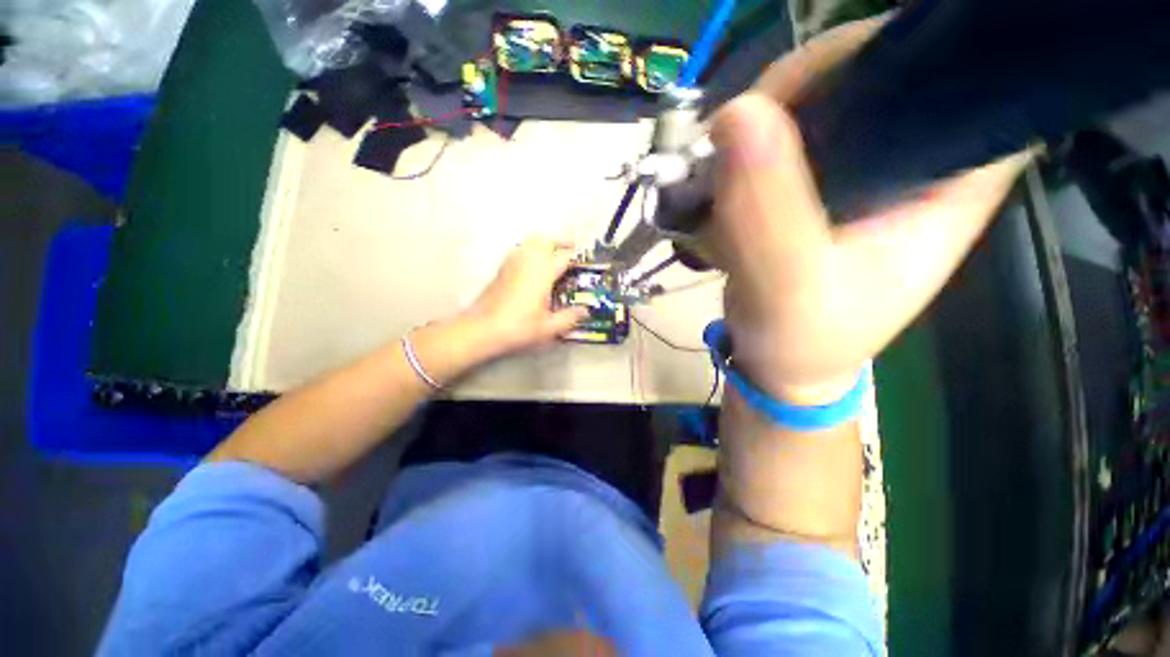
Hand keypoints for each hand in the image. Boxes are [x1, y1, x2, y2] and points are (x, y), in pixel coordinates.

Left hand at [464, 237, 586, 356]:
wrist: (482, 329)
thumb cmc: (518, 328)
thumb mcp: (549, 328)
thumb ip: (569, 318)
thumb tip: (585, 311)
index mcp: (542, 273)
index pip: (564, 256)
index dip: (576, 256)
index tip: (584, 261)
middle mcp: (527, 261)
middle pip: (545, 239)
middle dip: (559, 241)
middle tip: (570, 248)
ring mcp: (512, 263)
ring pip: (529, 242)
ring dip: (543, 243)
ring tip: (553, 254)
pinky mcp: (501, 269)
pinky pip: (519, 250)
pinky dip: (529, 250)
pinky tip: (532, 265)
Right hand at [707, 16, 1031, 404]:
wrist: (784, 363)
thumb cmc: (804, 342)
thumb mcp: (789, 291)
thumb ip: (770, 214)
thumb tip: (736, 116)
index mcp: (956, 172)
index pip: (947, 64)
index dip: (868, 59)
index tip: (794, 100)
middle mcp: (921, 152)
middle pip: (866, 66)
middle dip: (792, 93)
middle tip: (735, 146)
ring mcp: (868, 160)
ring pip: (816, 92)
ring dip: (757, 123)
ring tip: (721, 175)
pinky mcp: (824, 177)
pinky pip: (783, 128)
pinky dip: (744, 145)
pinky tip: (725, 180)